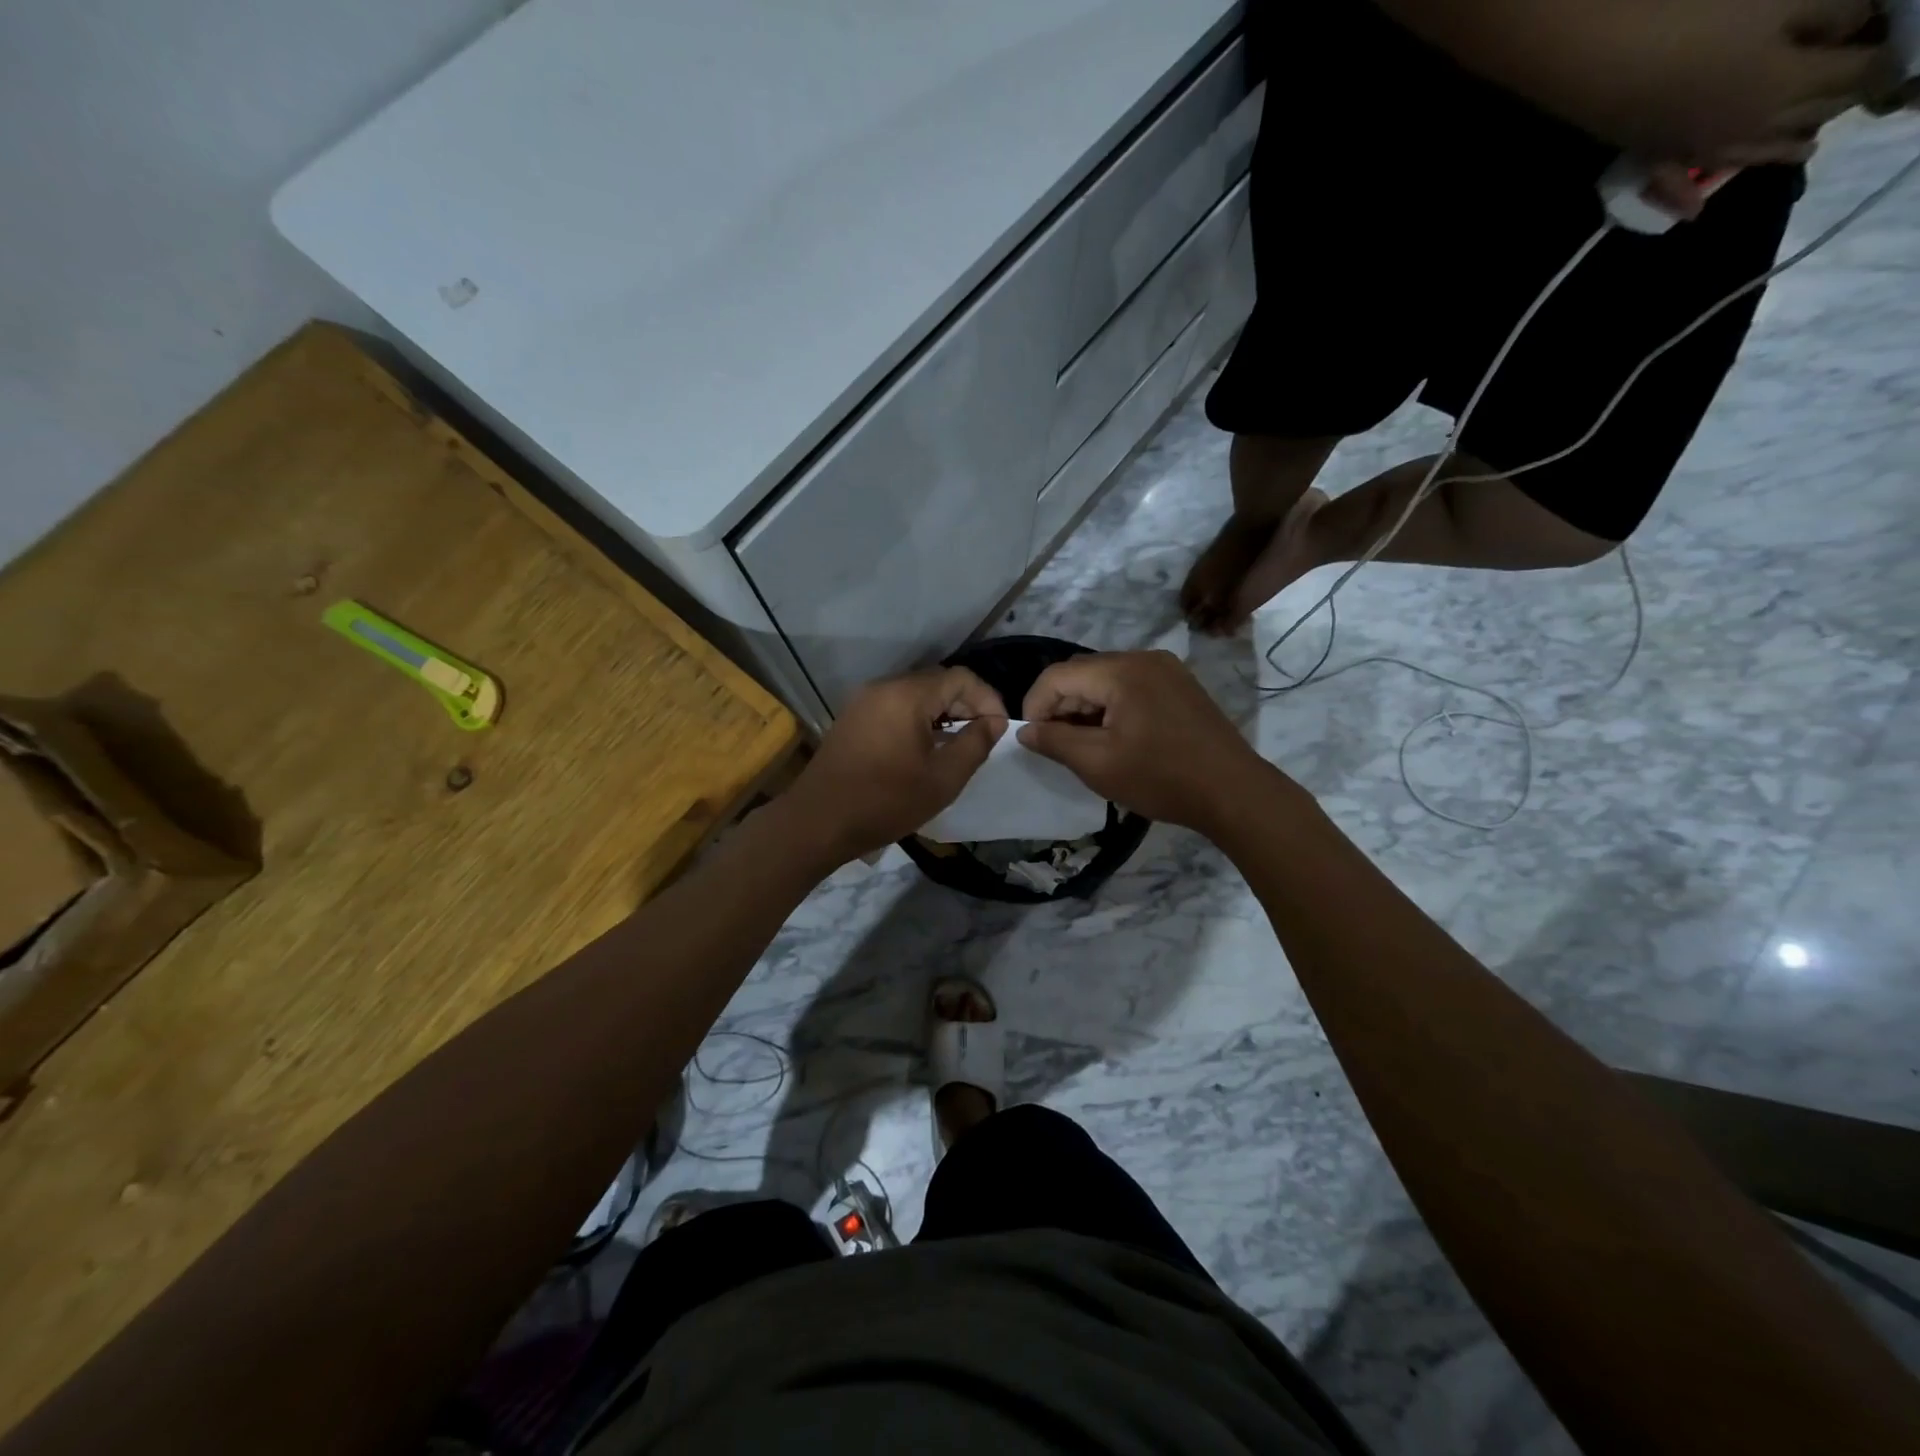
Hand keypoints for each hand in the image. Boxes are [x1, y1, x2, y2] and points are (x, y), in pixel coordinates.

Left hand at [786, 667, 1006, 863]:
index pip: (961, 678)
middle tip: (981, 739)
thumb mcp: (943, 779)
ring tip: (957, 747)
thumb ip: (975, 745)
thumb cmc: (886, 801)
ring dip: (943, 714)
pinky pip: (896, 707)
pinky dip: (918, 720)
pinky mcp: (853, 718)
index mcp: (907, 695)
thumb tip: (994, 722)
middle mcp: (884, 687)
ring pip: (916, 695)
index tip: (999, 730)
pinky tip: (925, 750)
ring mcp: (864, 701)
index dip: (988, 700)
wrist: (818, 822)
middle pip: (937, 682)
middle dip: (966, 705)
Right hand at [1016, 651, 1271, 833]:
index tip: (1032, 739)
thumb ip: (1055, 741)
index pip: (1057, 675)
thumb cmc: (1161, 778)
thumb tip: (1025, 731)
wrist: (1234, 792)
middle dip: (1060, 706)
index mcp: (1122, 671)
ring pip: (1106, 680)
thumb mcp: (1098, 764)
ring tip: (1084, 745)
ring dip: (1086, 707)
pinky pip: (1131, 686)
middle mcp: (1143, 658)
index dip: (1035, 705)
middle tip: (1056, 745)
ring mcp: (1166, 669)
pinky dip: (1112, 707)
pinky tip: (1115, 737)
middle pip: (1082, 673)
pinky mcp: (1180, 685)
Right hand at [1388, 0, 1904, 162]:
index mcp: (1786, 87)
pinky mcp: (1648, 149)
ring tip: (1805, 143)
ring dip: (1783, 147)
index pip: (1864, 72)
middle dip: (1842, 96)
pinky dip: (1686, 196)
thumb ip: (1833, 9)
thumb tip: (1859, 22)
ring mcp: (1689, 146)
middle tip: (1861, 73)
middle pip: (1810, 116)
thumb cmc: (1686, 10)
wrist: (1585, 50)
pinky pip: (1672, 182)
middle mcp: (1741, 130)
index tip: (1902, 33)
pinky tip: (1698, 210)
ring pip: (1751, 153)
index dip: (1893, 51)